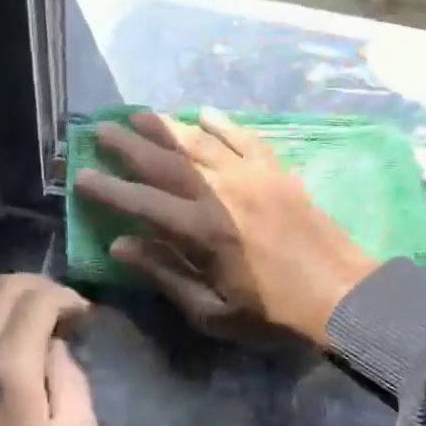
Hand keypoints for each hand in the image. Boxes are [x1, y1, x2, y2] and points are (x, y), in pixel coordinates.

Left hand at [0, 275, 99, 425]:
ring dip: (16, 301)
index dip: (66, 297)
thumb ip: (72, 380)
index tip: (85, 315)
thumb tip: (55, 348)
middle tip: (65, 309)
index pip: (36, 300)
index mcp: (9, 369)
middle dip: (41, 287)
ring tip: (43, 323)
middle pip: (3, 287)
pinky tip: (17, 344)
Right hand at [73, 109, 378, 345]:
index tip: (82, 174)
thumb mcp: (213, 311)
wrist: (343, 295)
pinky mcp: (276, 170)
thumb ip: (165, 274)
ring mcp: (251, 175)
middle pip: (165, 161)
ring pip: (199, 142)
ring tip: (139, 113)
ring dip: (166, 126)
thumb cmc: (273, 313)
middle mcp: (220, 192)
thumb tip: (121, 245)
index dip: (109, 189)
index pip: (142, 202)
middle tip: (101, 128)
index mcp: (201, 230)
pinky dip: (222, 123)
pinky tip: (204, 112)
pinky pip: (244, 137)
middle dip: (129, 144)